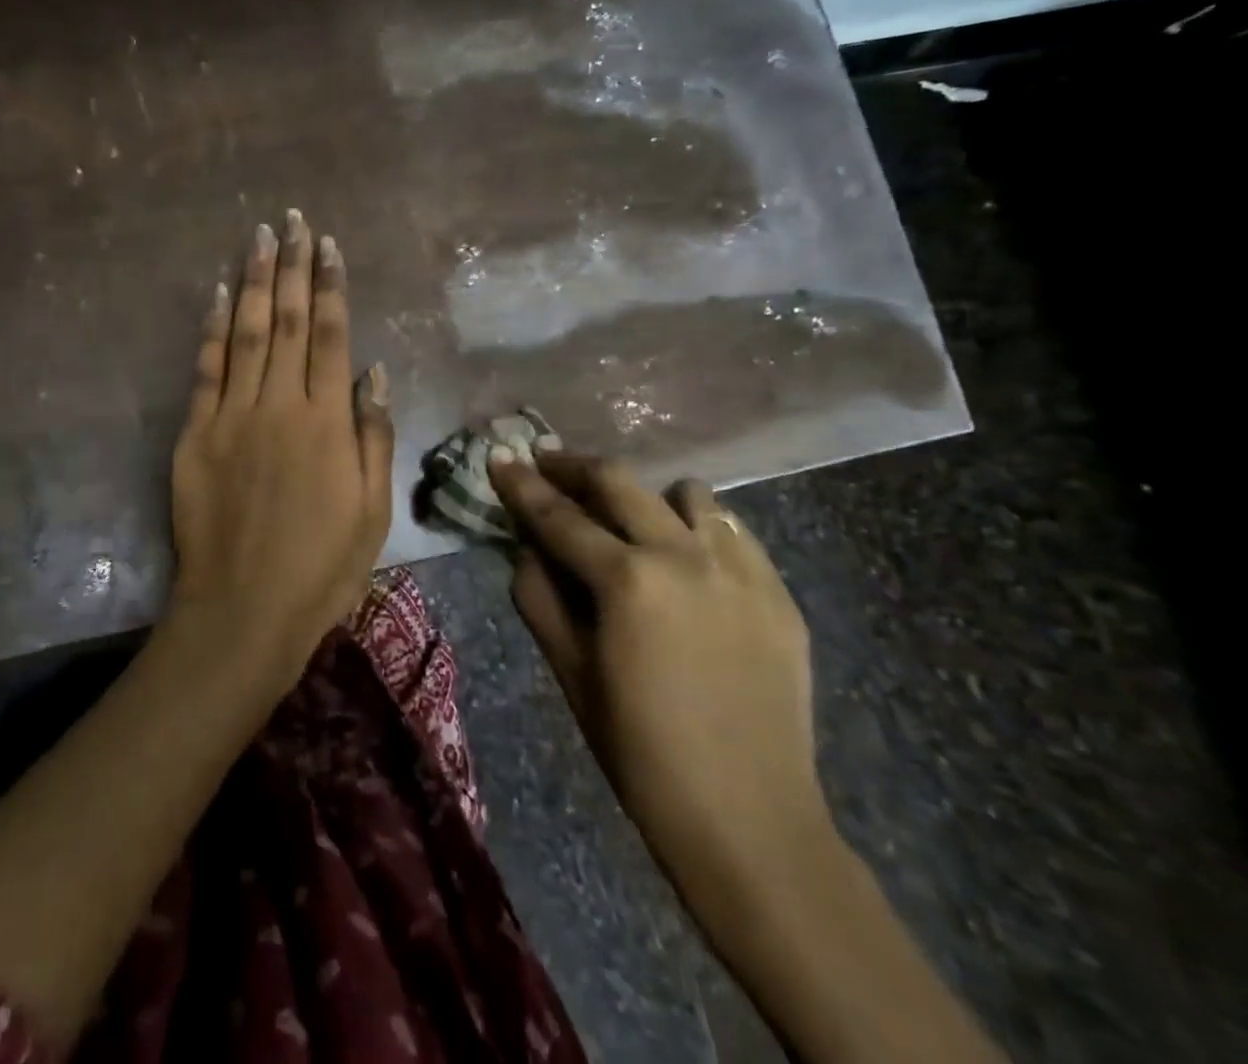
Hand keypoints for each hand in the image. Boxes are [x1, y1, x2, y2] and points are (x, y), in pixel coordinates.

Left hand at [169, 210, 394, 686]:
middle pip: (289, 320)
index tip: (327, 245)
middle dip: (292, 265)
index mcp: (327, 421)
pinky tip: (219, 295)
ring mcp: (232, 415)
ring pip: (246, 332)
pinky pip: (206, 369)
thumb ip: (373, 435)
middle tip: (292, 220)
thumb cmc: (322, 566)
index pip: (332, 334)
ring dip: (254, 281)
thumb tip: (373, 372)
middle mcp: (280, 404)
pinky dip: (213, 328)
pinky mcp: (196, 433)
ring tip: (258, 237)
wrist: (244, 609)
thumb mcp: (372, 509)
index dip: (330, 285)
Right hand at [489, 446, 832, 904]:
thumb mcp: (570, 672)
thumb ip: (539, 597)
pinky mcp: (778, 592)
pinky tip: (686, 558)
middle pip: (620, 481)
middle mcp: (684, 556)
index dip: (522, 484)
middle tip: (548, 464)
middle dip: (574, 466)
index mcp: (626, 580)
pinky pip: (733, 530)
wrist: (749, 820)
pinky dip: (699, 527)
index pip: (559, 515)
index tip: (500, 457)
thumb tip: (527, 548)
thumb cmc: (639, 751)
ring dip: (646, 496)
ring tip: (629, 519)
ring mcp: (740, 570)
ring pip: (687, 493)